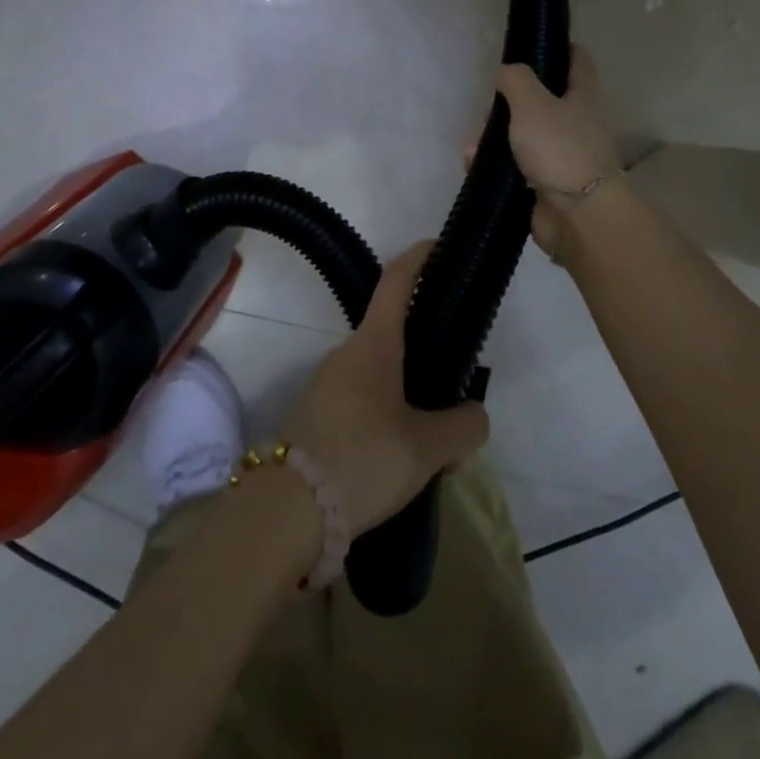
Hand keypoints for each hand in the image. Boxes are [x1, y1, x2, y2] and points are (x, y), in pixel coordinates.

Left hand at [283, 241, 489, 537]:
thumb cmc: (363, 458)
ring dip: (413, 406)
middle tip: (458, 405)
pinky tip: (403, 471)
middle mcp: (348, 354)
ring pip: (384, 380)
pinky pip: (365, 406)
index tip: (438, 246)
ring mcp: (328, 385)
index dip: (419, 257)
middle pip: (398, 339)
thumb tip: (473, 417)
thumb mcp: (428, 447)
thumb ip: (465, 426)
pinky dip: (390, 425)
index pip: (397, 281)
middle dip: (431, 364)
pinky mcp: (318, 417)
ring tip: (436, 460)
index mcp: (374, 344)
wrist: (287, 512)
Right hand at [491, 45, 621, 256]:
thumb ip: (515, 80)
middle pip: (536, 101)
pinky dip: (494, 166)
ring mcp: (559, 154)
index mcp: (581, 96)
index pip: (576, 60)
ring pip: (519, 135)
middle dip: (504, 106)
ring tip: (472, 151)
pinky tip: (474, 167)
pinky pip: (513, 166)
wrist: (577, 215)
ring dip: (491, 140)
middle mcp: (574, 122)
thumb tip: (505, 73)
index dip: (558, 48)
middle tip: (485, 116)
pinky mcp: (544, 182)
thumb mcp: (532, 103)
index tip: (529, 47)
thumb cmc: (559, 149)